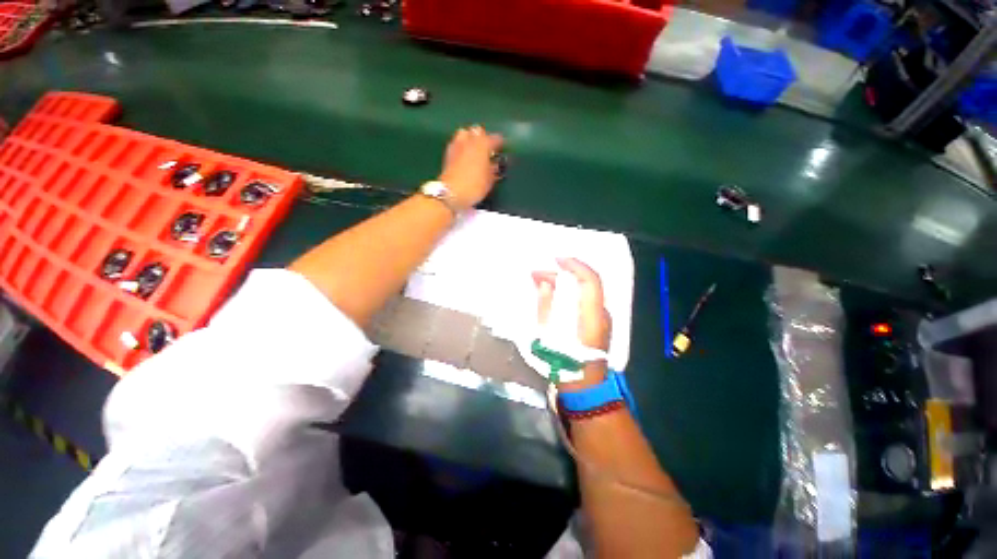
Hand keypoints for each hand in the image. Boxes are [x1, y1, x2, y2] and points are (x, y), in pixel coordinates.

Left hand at [439, 125, 503, 209]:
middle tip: (487, 148)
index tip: (502, 147)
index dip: (500, 143)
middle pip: (477, 131)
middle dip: (482, 137)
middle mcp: (469, 140)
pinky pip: (456, 144)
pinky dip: (461, 147)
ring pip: (464, 134)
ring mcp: (456, 145)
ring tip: (474, 150)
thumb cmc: (475, 186)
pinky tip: (464, 157)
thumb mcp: (490, 180)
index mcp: (483, 144)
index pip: (494, 138)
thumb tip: (494, 164)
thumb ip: (493, 170)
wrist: (451, 192)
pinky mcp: (447, 154)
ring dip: (470, 139)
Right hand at [532, 258, 611, 387]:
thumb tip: (545, 284)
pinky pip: (583, 300)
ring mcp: (602, 318)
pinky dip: (568, 292)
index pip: (590, 281)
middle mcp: (601, 314)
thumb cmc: (564, 365)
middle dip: (561, 274)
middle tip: (536, 275)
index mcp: (591, 317)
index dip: (575, 266)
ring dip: (563, 283)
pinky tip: (552, 294)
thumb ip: (547, 307)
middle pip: (585, 284)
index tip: (556, 259)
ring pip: (583, 291)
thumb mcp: (548, 336)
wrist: (584, 389)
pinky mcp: (597, 322)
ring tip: (540, 282)